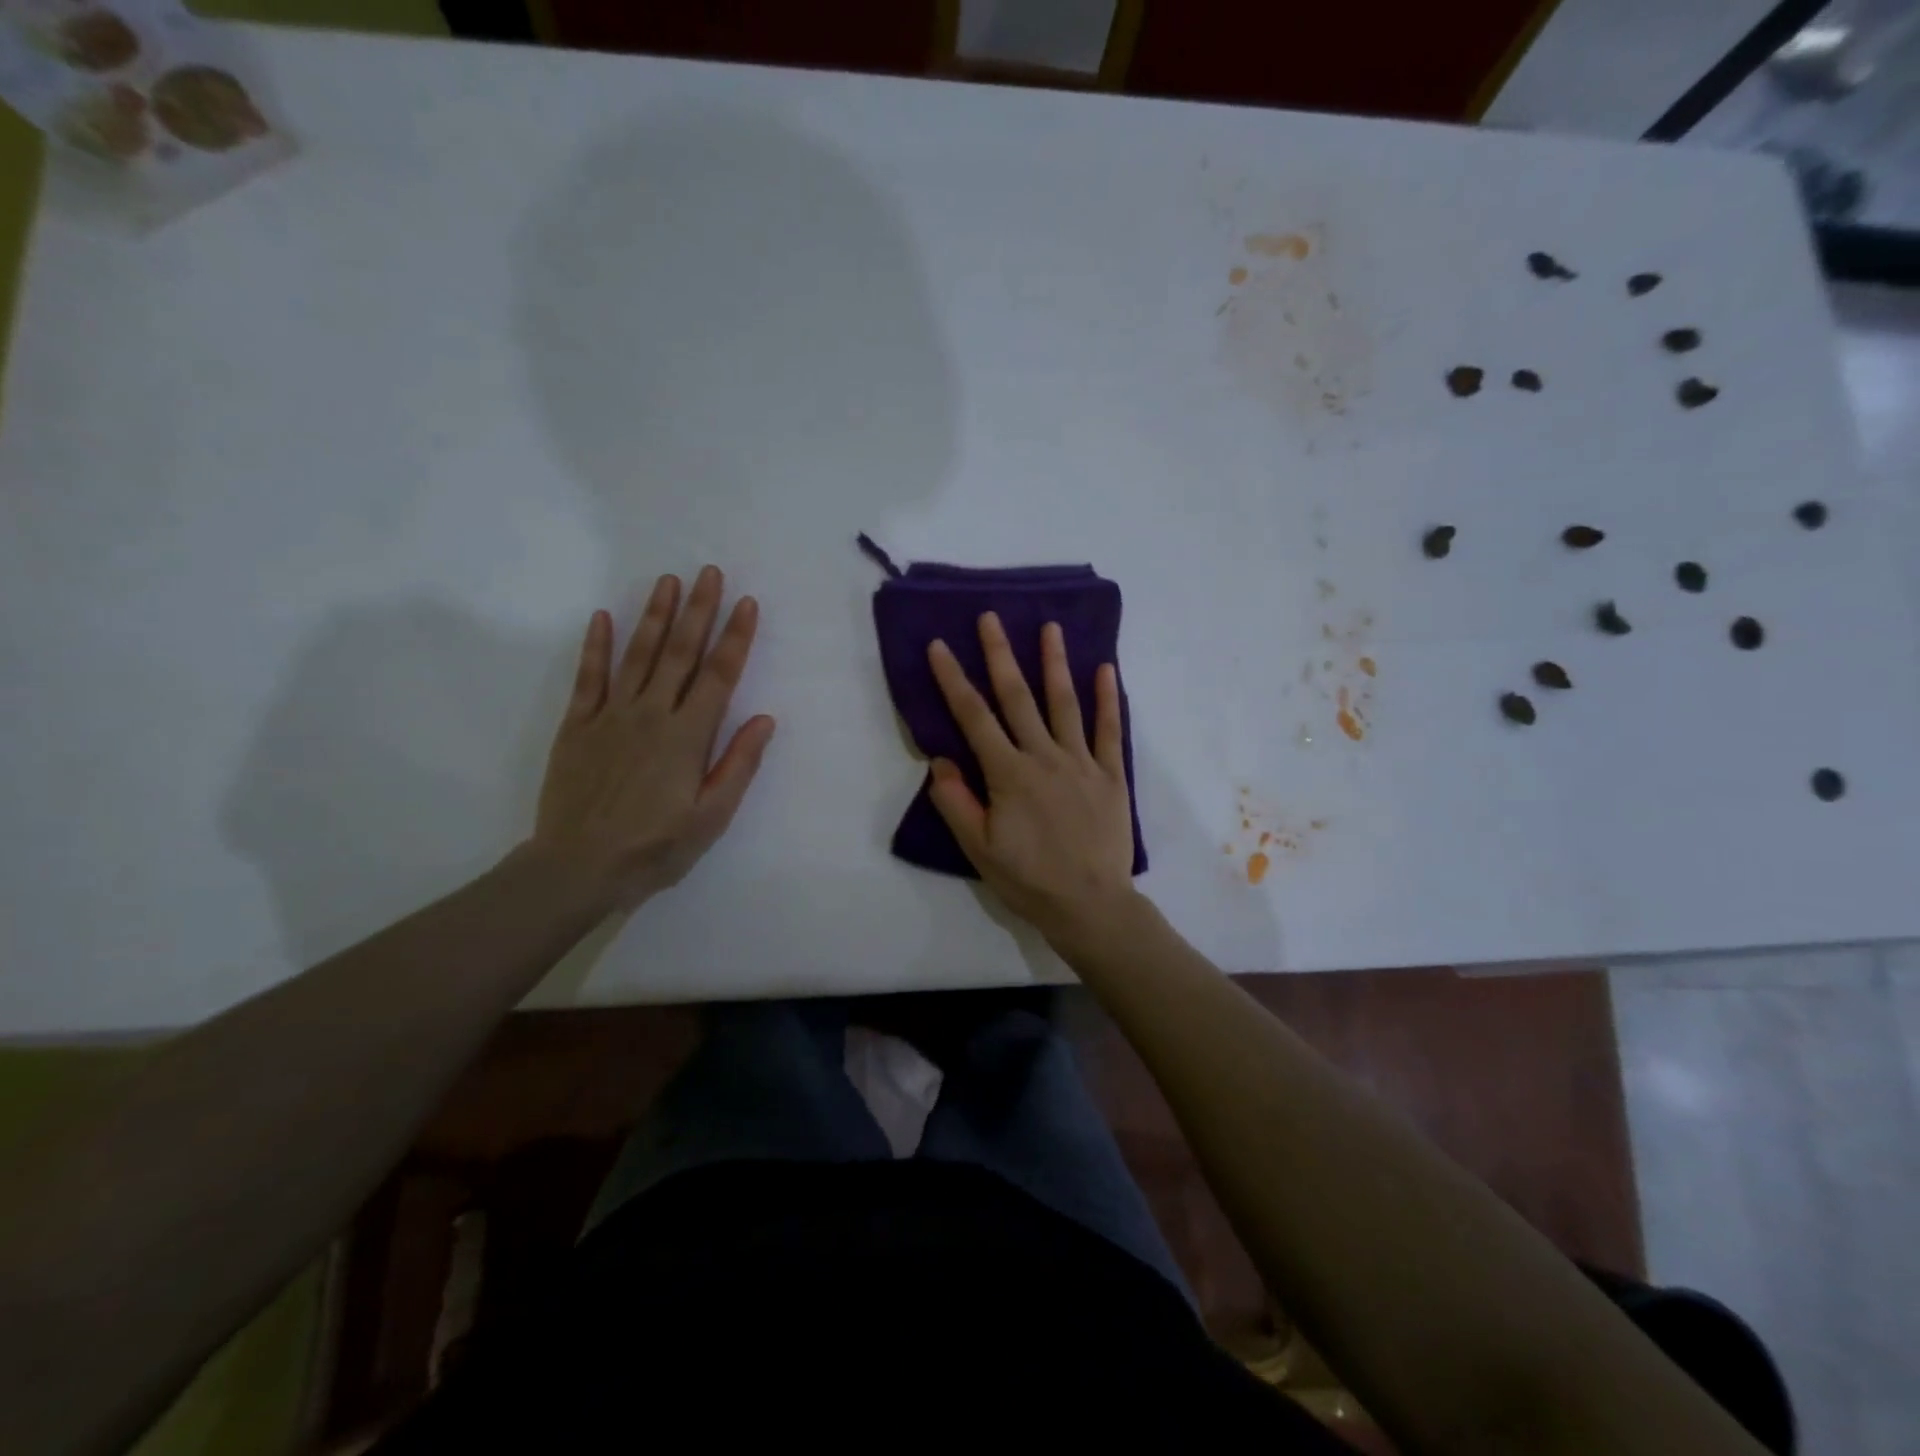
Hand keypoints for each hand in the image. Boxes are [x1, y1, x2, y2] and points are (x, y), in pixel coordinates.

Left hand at [530, 566, 775, 911]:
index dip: (736, 637)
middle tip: (709, 572)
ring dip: (655, 616)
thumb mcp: (711, 817)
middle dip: (699, 610)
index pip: (719, 676)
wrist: (578, 867)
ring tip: (668, 581)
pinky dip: (596, 646)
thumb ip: (738, 765)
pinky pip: (589, 677)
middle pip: (680, 653)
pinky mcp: (578, 726)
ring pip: (638, 655)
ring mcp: (611, 716)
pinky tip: (602, 617)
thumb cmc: (655, 847)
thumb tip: (765, 719)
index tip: (747, 603)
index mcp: (688, 736)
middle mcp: (652, 714)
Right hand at [926, 612, 1137, 945]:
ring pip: (1065, 703)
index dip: (953, 680)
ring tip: (1050, 628)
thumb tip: (941, 759)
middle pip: (1018, 697)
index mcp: (1008, 774)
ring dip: (1055, 663)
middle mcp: (1044, 757)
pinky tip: (1106, 670)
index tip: (939, 646)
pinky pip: (1109, 730)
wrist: (1090, 905)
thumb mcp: (978, 849)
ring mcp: (1081, 762)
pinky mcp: (1110, 775)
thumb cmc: (1028, 880)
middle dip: (1001, 654)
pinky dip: (1108, 699)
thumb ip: (957, 802)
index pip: (974, 718)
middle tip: (991, 617)